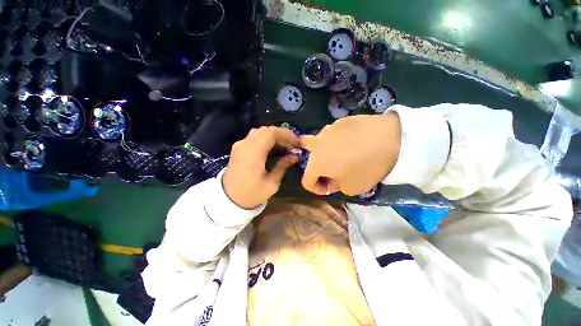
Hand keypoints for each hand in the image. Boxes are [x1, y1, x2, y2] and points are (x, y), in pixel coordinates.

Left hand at [223, 126, 299, 208]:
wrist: (228, 199)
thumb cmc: (251, 194)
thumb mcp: (271, 183)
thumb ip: (283, 166)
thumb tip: (295, 156)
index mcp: (253, 153)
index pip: (271, 133)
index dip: (286, 134)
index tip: (296, 142)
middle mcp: (245, 145)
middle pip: (266, 130)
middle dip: (281, 135)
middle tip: (292, 145)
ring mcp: (240, 145)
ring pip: (259, 132)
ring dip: (273, 136)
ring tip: (284, 146)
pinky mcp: (238, 148)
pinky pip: (254, 137)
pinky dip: (265, 139)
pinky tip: (272, 148)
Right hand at [300, 113, 400, 195]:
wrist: (388, 137)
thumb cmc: (366, 167)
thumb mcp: (351, 188)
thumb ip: (335, 186)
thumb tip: (331, 179)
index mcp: (316, 163)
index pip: (306, 181)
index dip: (317, 188)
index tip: (330, 188)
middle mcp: (316, 145)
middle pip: (306, 153)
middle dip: (316, 164)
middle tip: (330, 167)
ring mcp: (327, 130)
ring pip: (319, 142)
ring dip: (326, 150)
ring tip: (343, 153)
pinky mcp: (339, 121)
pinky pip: (333, 134)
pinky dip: (337, 140)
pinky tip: (353, 141)